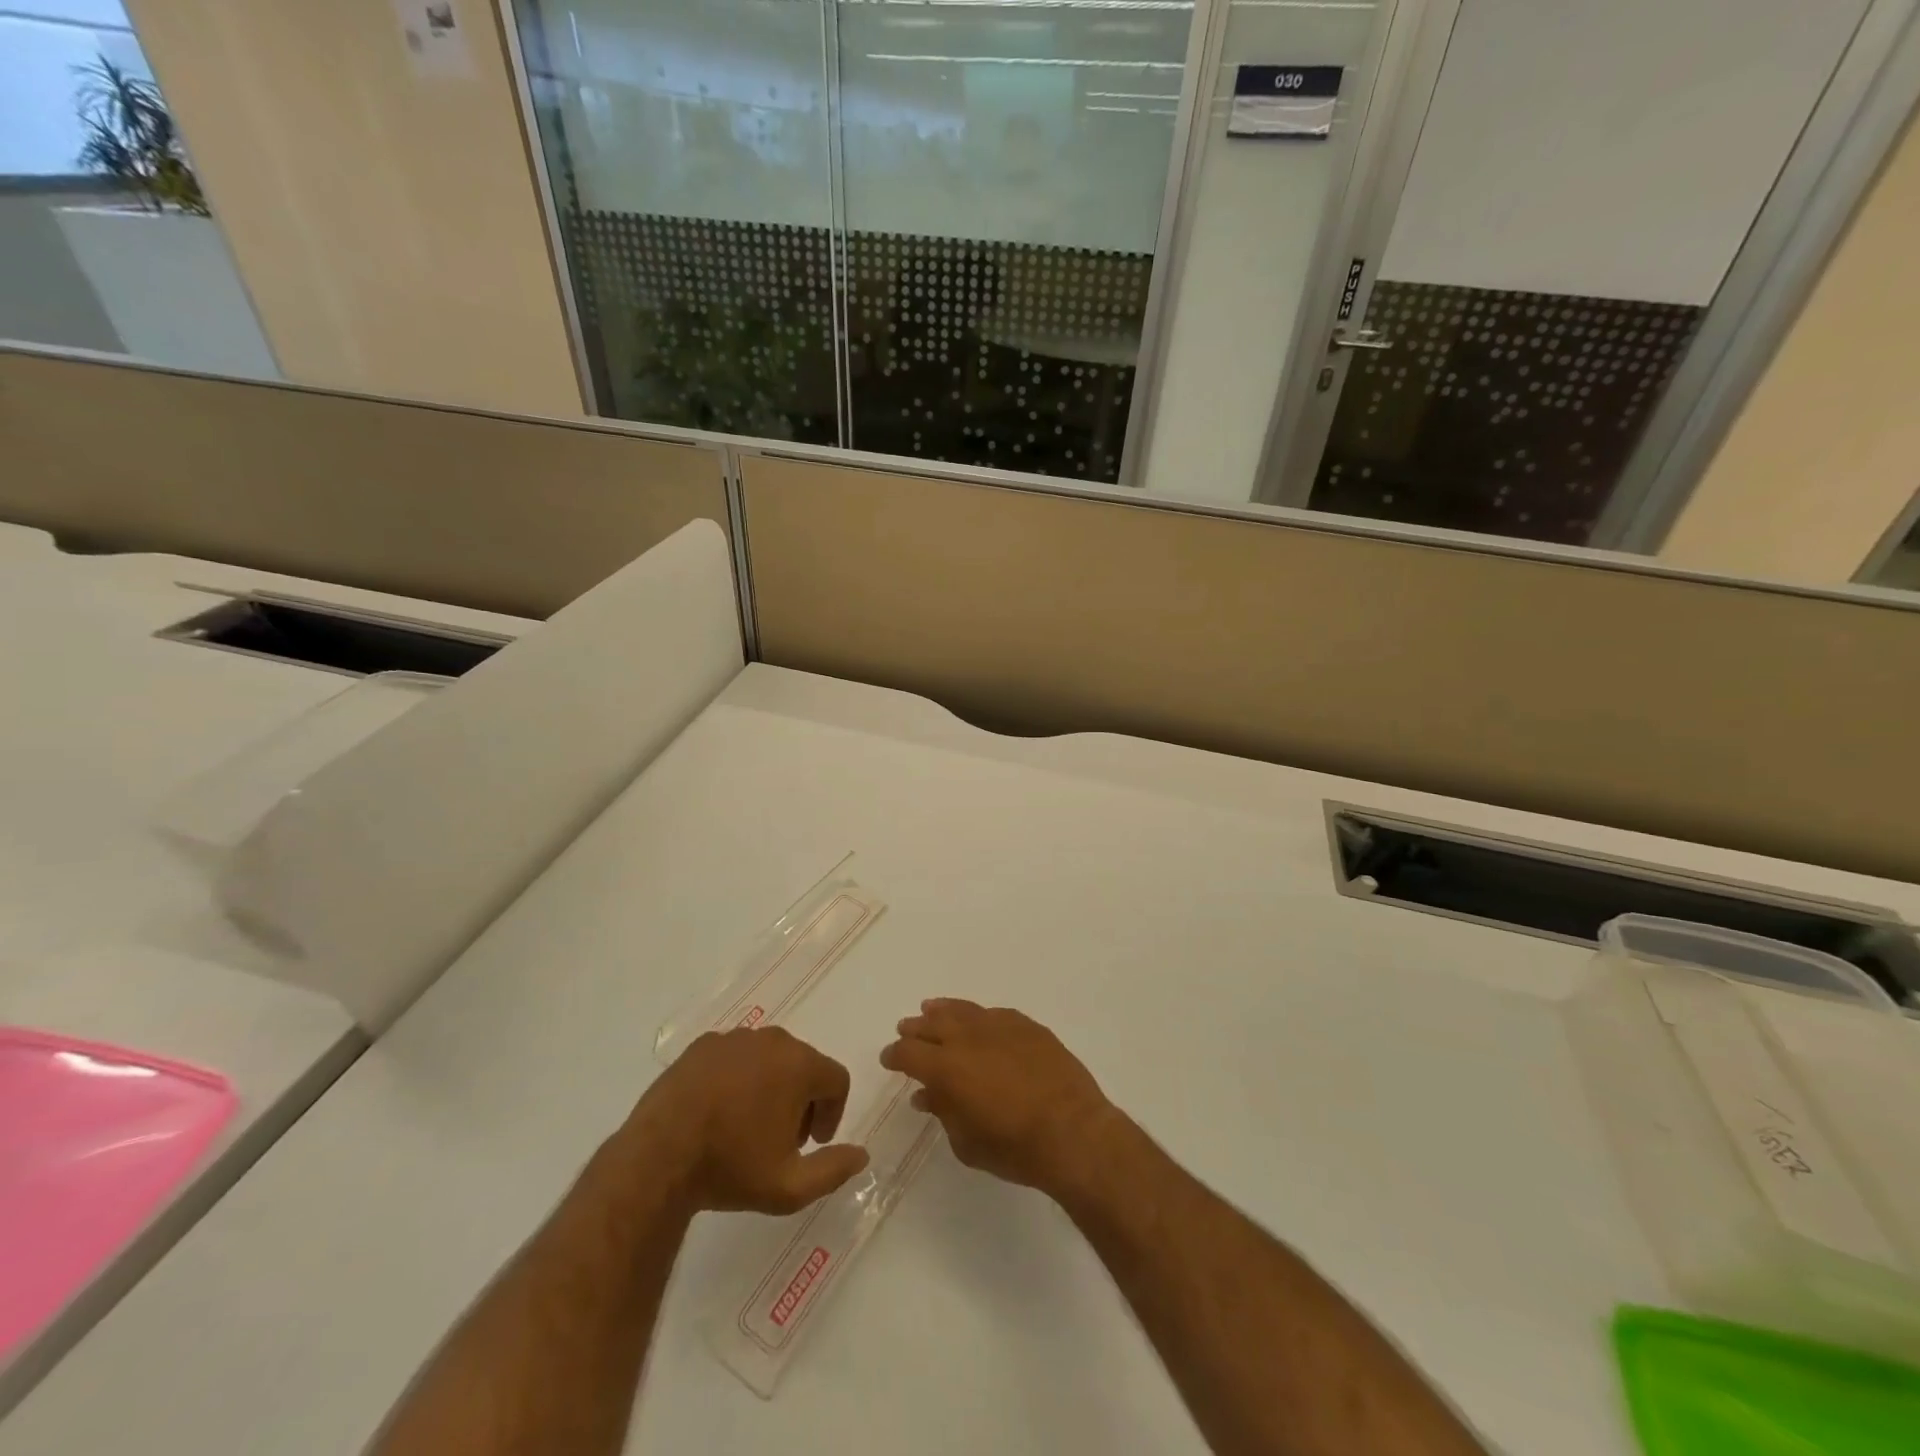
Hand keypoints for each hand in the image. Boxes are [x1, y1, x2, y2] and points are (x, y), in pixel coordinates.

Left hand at [615, 1027, 870, 1215]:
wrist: (657, 1158)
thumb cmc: (729, 1169)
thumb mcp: (789, 1188)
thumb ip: (833, 1170)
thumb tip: (862, 1154)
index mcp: (799, 1065)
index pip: (836, 1080)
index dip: (832, 1112)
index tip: (812, 1143)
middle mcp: (772, 1040)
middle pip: (803, 1065)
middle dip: (801, 1099)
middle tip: (781, 1139)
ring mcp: (735, 1038)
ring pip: (769, 1058)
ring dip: (770, 1086)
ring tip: (747, 1126)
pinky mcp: (703, 1044)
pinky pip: (735, 1056)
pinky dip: (737, 1077)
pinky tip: (718, 1111)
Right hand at [880, 999, 1117, 1200]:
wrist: (1073, 1131)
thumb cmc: (1014, 1148)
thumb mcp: (967, 1143)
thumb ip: (944, 1113)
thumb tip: (927, 1095)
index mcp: (946, 1067)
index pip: (908, 1053)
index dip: (895, 1055)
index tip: (889, 1059)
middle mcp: (968, 1038)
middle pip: (932, 1024)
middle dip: (915, 1029)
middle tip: (906, 1030)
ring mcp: (1000, 1027)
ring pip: (962, 1010)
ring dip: (943, 1011)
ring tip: (932, 1010)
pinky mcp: (1027, 1026)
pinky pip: (994, 1014)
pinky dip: (978, 1017)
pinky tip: (977, 1021)